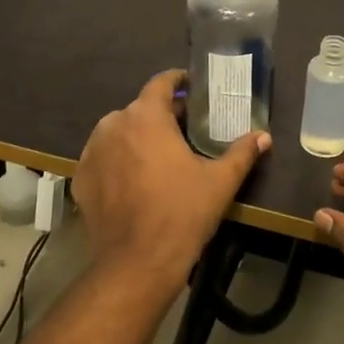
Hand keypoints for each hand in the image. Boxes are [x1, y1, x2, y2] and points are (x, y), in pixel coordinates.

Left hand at [73, 69, 268, 293]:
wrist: (137, 261)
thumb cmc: (182, 213)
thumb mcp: (219, 182)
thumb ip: (242, 153)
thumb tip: (263, 136)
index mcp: (145, 116)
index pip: (160, 83)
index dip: (177, 81)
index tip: (191, 86)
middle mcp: (112, 124)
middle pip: (140, 109)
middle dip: (161, 116)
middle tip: (184, 131)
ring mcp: (91, 151)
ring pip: (118, 133)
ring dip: (137, 138)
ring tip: (158, 157)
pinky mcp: (80, 177)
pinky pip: (102, 159)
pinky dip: (117, 162)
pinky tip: (134, 181)